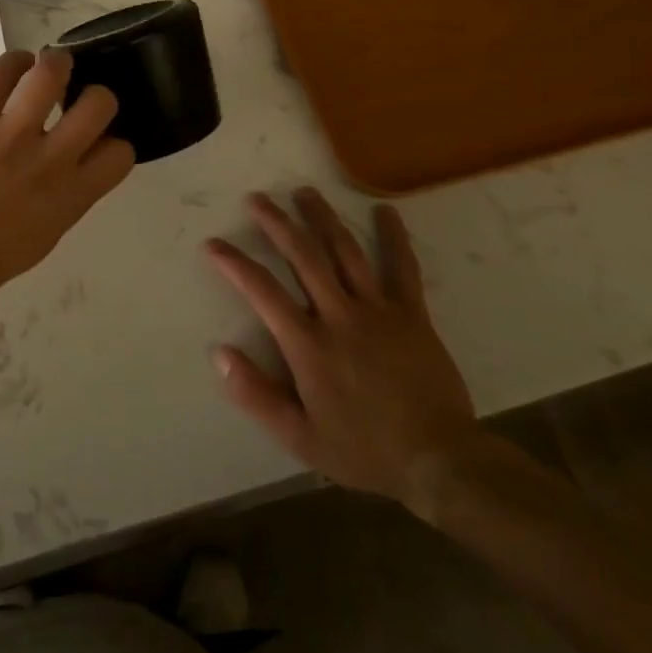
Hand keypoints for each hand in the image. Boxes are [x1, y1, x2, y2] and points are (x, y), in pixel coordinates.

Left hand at [0, 50, 134, 302]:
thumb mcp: (47, 234)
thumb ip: (70, 195)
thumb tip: (81, 161)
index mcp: (71, 195)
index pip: (121, 152)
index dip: (115, 142)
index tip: (97, 140)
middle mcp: (49, 160)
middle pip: (100, 103)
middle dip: (97, 95)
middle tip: (79, 97)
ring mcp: (9, 135)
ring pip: (51, 73)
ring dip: (58, 63)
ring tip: (53, 66)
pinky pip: (2, 72)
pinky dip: (16, 62)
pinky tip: (17, 67)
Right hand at [205, 190, 483, 516]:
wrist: (437, 459)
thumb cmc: (363, 450)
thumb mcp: (299, 437)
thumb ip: (256, 395)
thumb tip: (220, 353)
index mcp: (308, 344)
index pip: (262, 291)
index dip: (234, 263)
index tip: (214, 243)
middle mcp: (339, 316)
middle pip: (303, 256)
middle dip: (277, 223)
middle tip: (257, 198)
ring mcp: (378, 310)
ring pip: (345, 252)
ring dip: (322, 218)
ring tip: (305, 192)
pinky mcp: (412, 314)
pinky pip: (403, 268)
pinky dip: (394, 237)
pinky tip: (387, 211)